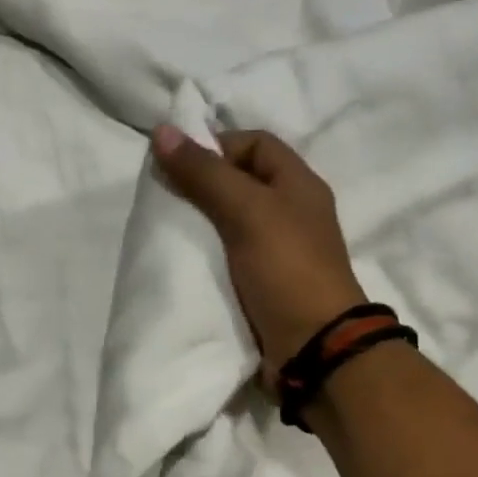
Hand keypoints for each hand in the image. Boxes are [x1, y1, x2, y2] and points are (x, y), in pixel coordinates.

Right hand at [150, 124, 367, 376]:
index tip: (178, 165)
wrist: (314, 346)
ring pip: (233, 221)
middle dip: (202, 185)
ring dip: (202, 222)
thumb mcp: (247, 211)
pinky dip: (209, 254)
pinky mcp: (266, 283)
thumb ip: (205, 173)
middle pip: (241, 182)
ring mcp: (280, 251)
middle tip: (165, 196)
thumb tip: (163, 130)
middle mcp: (292, 212)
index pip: (254, 143)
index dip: (216, 146)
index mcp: (298, 184)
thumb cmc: (286, 268)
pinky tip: (185, 260)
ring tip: (168, 227)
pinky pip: (231, 256)